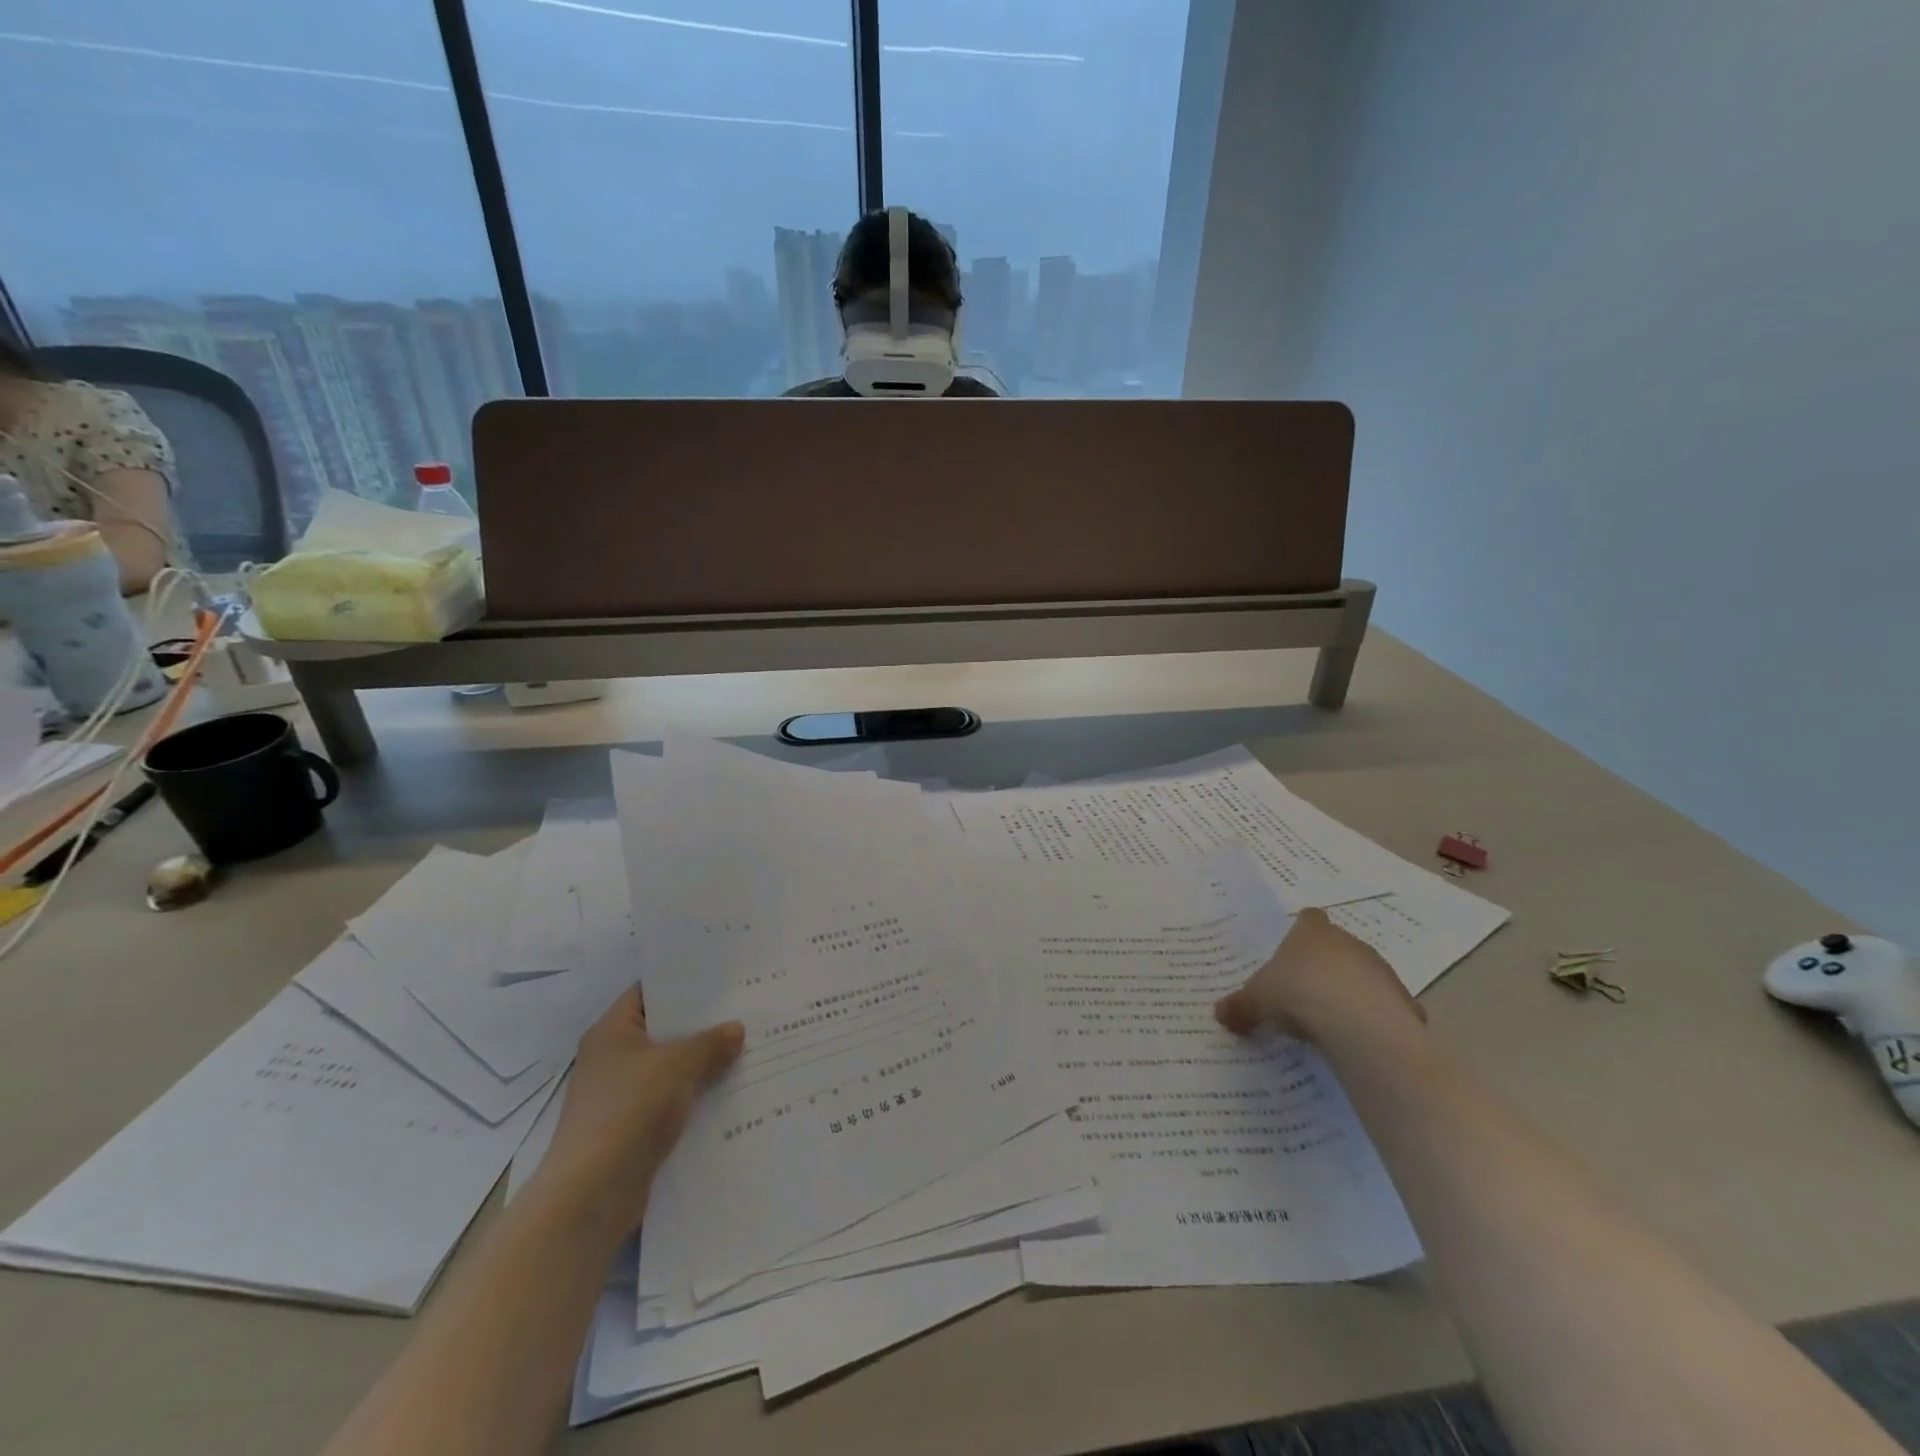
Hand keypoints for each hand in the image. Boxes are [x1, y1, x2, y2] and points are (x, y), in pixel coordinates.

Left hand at [533, 988, 743, 1235]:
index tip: (721, 977)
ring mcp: (622, 1094)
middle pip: (663, 1030)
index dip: (682, 982)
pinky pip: (672, 1099)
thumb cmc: (628, 1110)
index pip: (649, 992)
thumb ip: (709, 1043)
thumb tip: (737, 1029)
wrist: (592, 1193)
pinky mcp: (633, 1127)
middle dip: (702, 1024)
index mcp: (612, 1031)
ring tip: (748, 1046)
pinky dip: (697, 1094)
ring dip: (703, 1062)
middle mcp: (613, 1058)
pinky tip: (732, 1089)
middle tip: (745, 1008)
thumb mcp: (676, 1065)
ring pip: (671, 1067)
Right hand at [1214, 908, 1425, 1046]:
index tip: (1292, 952)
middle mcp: (1348, 943)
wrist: (1359, 1025)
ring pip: (1363, 974)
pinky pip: (1384, 1006)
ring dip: (1351, 991)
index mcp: (1311, 933)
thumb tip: (1220, 1013)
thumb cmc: (1298, 995)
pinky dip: (1374, 1018)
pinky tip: (1359, 1038)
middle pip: (1337, 946)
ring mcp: (1380, 970)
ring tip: (1330, 1020)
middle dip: (1325, 966)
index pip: (1309, 919)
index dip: (1301, 932)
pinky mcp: (1403, 1000)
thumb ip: (1240, 1006)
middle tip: (1305, 991)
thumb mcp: (1257, 1002)